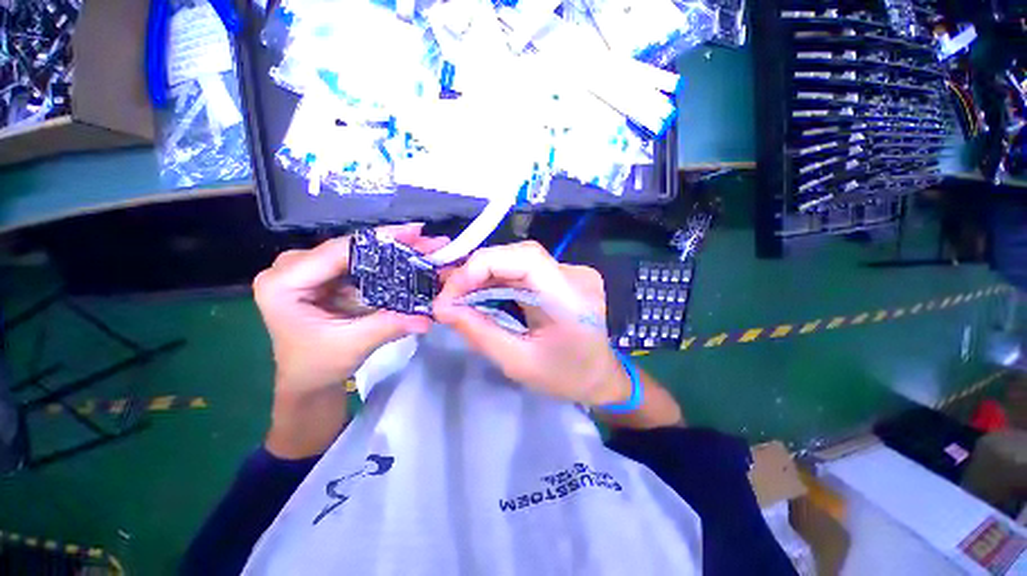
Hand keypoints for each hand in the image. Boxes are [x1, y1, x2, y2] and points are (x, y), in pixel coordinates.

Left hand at [253, 224, 447, 457]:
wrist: (308, 381)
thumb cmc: (318, 366)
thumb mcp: (352, 346)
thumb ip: (388, 326)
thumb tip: (427, 318)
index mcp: (283, 283)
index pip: (337, 251)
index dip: (380, 239)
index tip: (416, 231)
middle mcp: (291, 268)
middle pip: (350, 248)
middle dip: (393, 245)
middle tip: (428, 241)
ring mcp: (309, 270)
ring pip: (358, 254)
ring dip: (393, 252)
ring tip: (425, 249)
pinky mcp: (325, 277)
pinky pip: (360, 264)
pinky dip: (386, 265)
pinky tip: (410, 261)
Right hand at [433, 241, 630, 405]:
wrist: (600, 377)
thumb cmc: (565, 377)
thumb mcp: (518, 362)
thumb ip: (480, 332)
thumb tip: (442, 308)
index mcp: (570, 298)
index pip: (525, 258)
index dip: (482, 265)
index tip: (451, 292)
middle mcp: (575, 275)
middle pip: (519, 256)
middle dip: (478, 271)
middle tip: (450, 296)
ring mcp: (573, 271)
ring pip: (519, 260)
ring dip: (487, 275)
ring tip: (461, 295)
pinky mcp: (566, 275)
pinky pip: (527, 268)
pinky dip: (501, 278)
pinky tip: (485, 292)